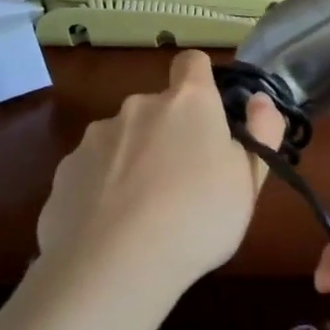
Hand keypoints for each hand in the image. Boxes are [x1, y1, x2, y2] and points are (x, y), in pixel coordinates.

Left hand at [36, 49, 285, 292]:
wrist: (114, 265)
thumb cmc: (198, 217)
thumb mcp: (249, 181)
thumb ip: (263, 131)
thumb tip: (259, 100)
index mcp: (188, 102)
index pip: (192, 63)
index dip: (202, 81)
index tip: (210, 116)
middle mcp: (138, 106)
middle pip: (158, 108)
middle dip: (169, 133)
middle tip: (185, 182)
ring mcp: (96, 137)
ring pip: (123, 139)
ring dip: (135, 160)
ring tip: (144, 211)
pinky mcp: (66, 170)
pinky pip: (93, 171)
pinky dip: (103, 188)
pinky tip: (112, 226)